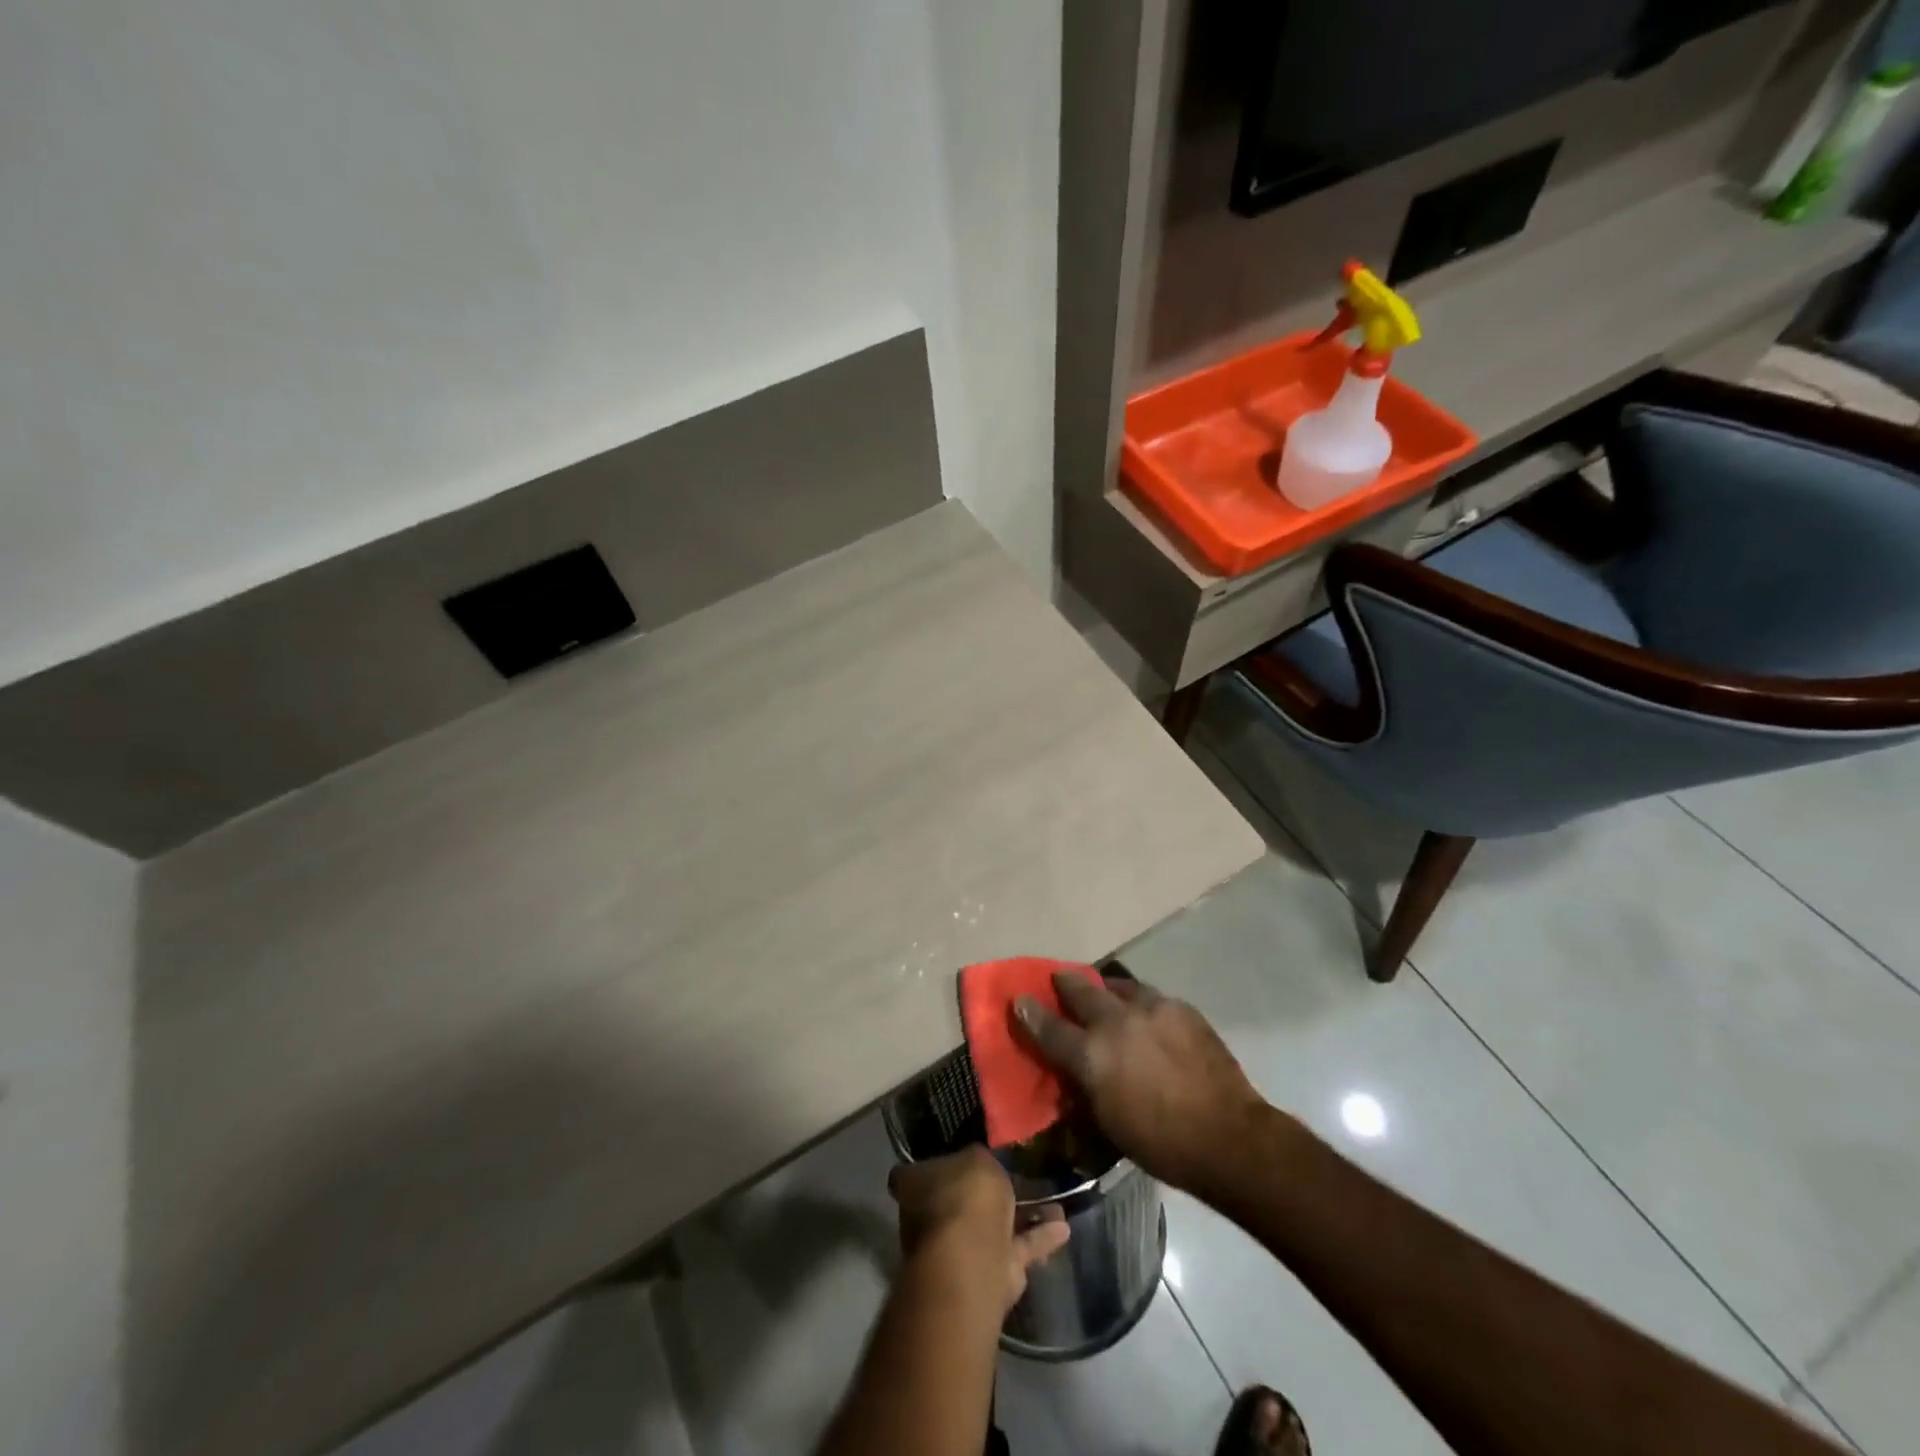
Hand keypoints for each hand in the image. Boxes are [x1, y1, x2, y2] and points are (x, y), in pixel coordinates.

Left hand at [889, 1147, 1070, 1312]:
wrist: (974, 1261)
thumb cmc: (964, 1197)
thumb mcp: (976, 1157)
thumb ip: (979, 1159)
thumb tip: (977, 1162)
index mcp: (916, 1185)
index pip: (925, 1168)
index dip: (947, 1159)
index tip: (970, 1152)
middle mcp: (933, 1217)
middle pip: (963, 1198)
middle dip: (990, 1191)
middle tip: (1018, 1174)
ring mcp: (960, 1248)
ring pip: (994, 1225)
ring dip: (1023, 1214)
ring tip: (1054, 1199)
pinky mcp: (991, 1273)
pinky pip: (1017, 1247)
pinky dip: (1039, 1238)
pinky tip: (1064, 1227)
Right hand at [1015, 972, 1266, 1193]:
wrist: (1228, 1137)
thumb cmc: (1161, 1144)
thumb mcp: (1108, 1124)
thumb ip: (1084, 1089)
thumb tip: (1074, 1074)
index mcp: (1092, 1056)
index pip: (1049, 1028)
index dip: (1030, 1013)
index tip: (1019, 999)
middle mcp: (1116, 1022)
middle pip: (1081, 991)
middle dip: (1065, 984)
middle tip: (1059, 980)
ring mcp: (1150, 1009)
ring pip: (1118, 986)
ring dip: (1105, 989)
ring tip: (1105, 993)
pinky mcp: (1180, 1008)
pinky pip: (1150, 997)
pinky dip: (1139, 1002)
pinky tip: (1145, 1015)